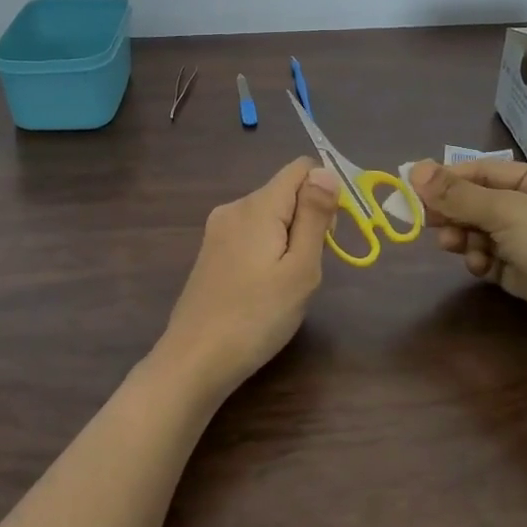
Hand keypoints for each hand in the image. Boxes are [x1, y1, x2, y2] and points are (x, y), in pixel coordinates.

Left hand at [157, 159, 342, 399]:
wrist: (196, 358)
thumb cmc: (257, 317)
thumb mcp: (300, 268)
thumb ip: (314, 216)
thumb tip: (326, 171)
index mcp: (257, 205)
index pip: (301, 168)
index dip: (325, 192)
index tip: (330, 234)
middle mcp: (234, 207)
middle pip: (285, 192)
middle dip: (307, 220)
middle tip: (306, 268)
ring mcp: (217, 230)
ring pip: (269, 215)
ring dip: (288, 239)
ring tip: (285, 284)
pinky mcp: (211, 252)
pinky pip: (250, 234)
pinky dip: (267, 250)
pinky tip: (264, 289)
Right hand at [409, 158, 526, 369]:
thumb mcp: (505, 211)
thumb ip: (458, 194)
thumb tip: (414, 169)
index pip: (486, 171)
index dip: (449, 178)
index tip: (413, 188)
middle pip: (484, 203)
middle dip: (455, 212)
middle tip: (424, 221)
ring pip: (486, 234)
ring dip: (467, 238)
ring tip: (454, 246)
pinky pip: (496, 261)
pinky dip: (483, 262)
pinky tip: (479, 268)